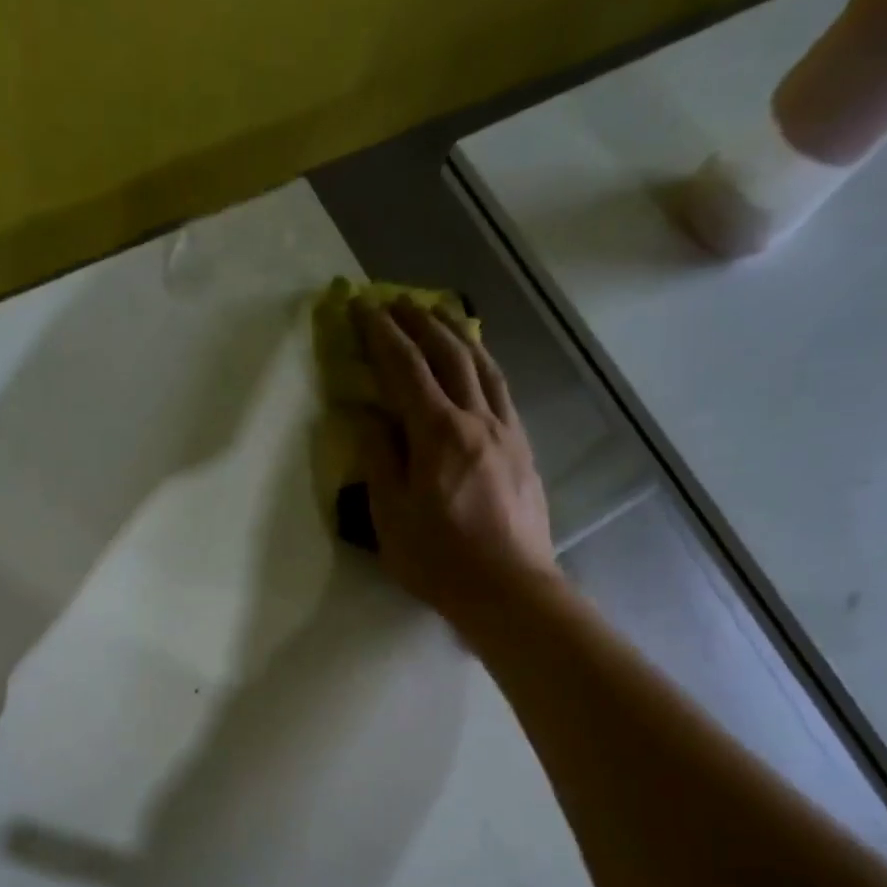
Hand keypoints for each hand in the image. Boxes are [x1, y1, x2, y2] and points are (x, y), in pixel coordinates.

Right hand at [351, 300, 557, 623]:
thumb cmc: (439, 559)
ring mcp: (506, 431)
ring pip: (483, 365)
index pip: (405, 369)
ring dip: (457, 334)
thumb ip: (380, 460)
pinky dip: (483, 364)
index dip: (382, 334)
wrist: (509, 587)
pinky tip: (476, 365)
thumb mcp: (390, 515)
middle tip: (397, 300)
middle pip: (449, 354)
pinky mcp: (523, 449)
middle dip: (420, 321)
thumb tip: (370, 417)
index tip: (363, 307)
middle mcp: (476, 419)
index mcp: (437, 433)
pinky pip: (502, 390)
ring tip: (439, 315)